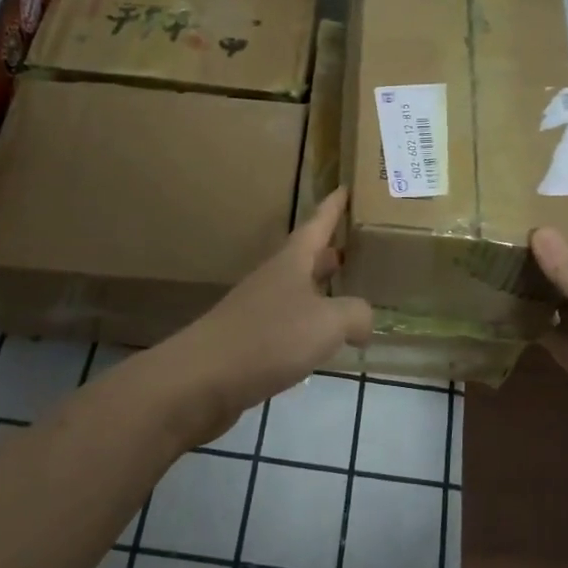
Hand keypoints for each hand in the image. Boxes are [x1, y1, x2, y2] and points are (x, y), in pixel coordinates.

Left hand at [167, 189, 372, 442]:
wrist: (202, 380)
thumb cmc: (269, 338)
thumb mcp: (327, 322)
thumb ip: (355, 315)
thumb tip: (365, 320)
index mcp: (291, 263)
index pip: (317, 225)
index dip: (333, 207)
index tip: (347, 187)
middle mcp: (274, 280)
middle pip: (306, 257)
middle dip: (331, 251)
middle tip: (359, 246)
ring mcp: (259, 311)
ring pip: (298, 291)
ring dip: (321, 289)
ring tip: (348, 293)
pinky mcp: (251, 343)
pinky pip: (289, 325)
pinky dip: (310, 326)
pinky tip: (322, 342)